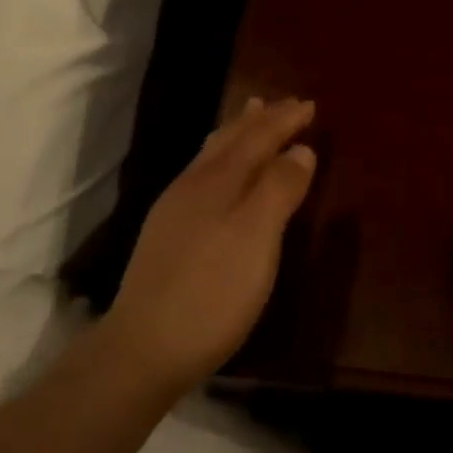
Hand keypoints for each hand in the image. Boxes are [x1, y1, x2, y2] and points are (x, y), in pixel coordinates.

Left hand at [97, 97, 316, 393]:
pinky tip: (216, 173)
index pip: (258, 137)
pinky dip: (220, 159)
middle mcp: (194, 185)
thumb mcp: (258, 237)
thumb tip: (300, 150)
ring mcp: (174, 210)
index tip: (309, 104)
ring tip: (247, 117)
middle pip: (230, 140)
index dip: (284, 120)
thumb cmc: (213, 291)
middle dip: (259, 120)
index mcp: (219, 180)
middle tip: (279, 102)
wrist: (143, 350)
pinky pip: (201, 176)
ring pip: (211, 156)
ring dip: (235, 133)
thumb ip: (280, 189)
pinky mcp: (166, 235)